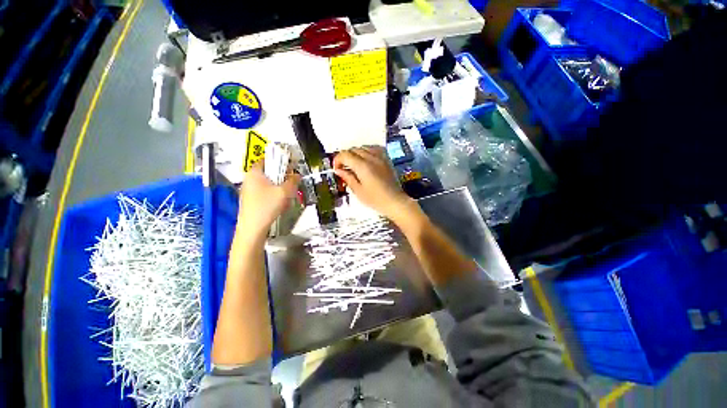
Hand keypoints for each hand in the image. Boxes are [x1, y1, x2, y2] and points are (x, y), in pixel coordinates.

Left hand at [237, 163, 300, 239]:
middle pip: (269, 173)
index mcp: (255, 172)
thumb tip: (297, 175)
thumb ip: (293, 181)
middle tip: (291, 185)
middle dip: (282, 178)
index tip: (290, 169)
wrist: (253, 228)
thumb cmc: (267, 206)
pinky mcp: (250, 201)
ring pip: (268, 184)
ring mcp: (248, 190)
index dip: (280, 162)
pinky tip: (279, 205)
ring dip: (279, 188)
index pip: (268, 159)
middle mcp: (249, 179)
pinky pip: (265, 193)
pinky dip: (274, 196)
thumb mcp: (284, 192)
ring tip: (286, 198)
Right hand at [333, 146, 414, 220]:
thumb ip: (348, 178)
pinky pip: (374, 148)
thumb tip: (339, 170)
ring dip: (355, 154)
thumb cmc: (375, 199)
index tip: (336, 169)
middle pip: (353, 149)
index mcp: (362, 166)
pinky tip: (366, 159)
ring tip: (354, 165)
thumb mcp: (358, 191)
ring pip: (363, 147)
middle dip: (345, 157)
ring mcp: (380, 157)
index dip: (337, 160)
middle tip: (344, 168)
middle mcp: (371, 157)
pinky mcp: (386, 159)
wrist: (394, 201)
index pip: (345, 154)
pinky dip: (367, 151)